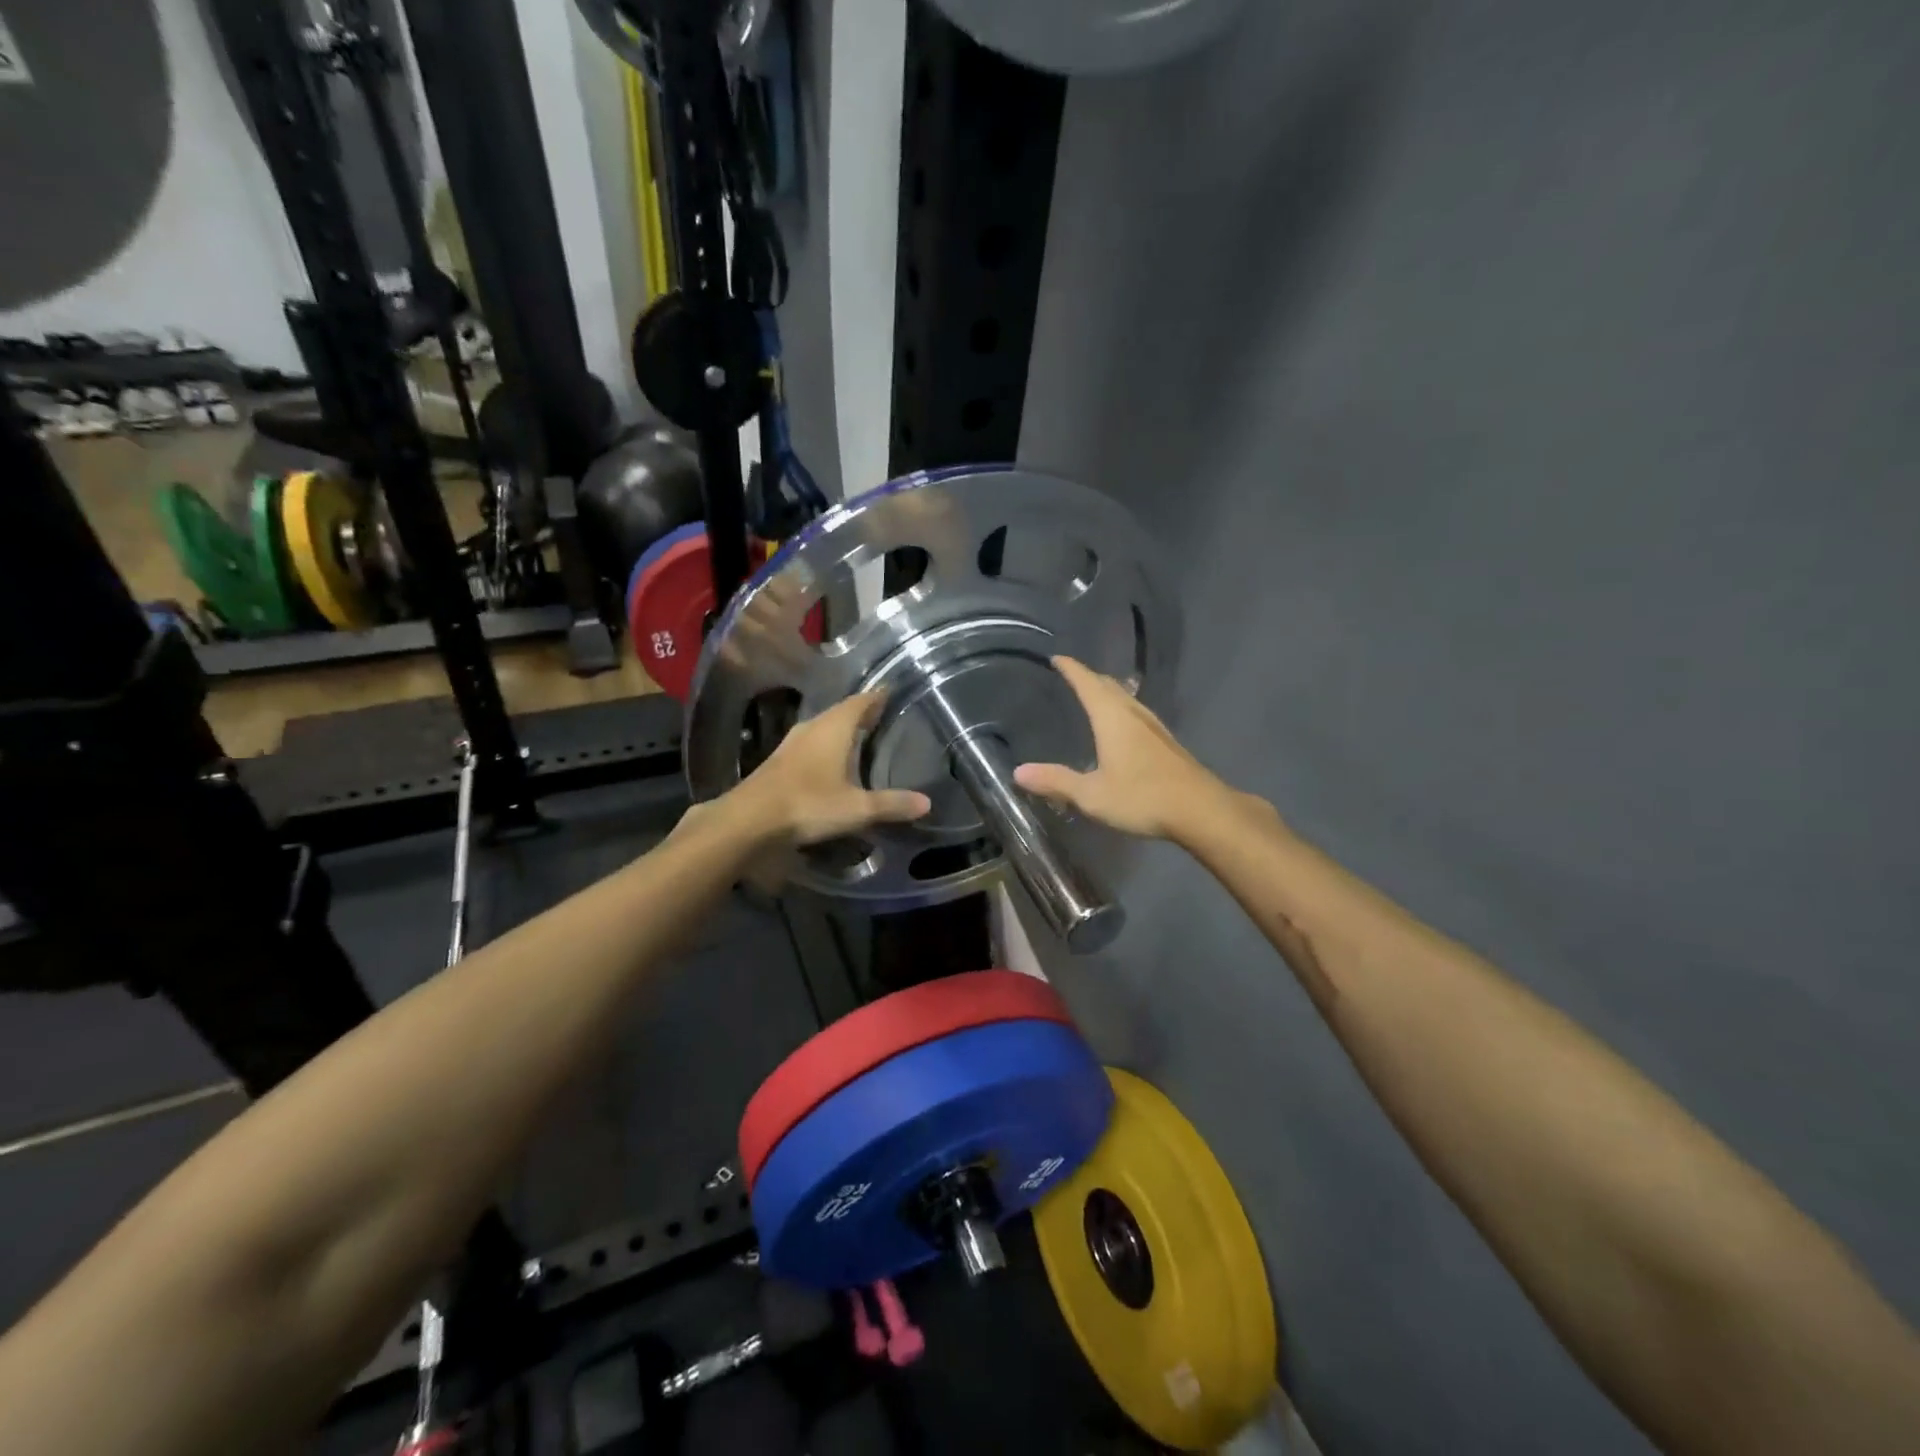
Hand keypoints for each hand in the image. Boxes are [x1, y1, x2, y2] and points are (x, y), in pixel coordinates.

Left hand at [725, 691, 930, 848]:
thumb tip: (927, 802)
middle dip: (862, 713)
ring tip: (861, 737)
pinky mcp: (779, 762)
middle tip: (883, 716)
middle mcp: (812, 727)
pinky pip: (810, 744)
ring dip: (841, 730)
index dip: (877, 696)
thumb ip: (891, 804)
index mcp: (834, 728)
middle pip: (841, 712)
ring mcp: (792, 743)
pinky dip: (826, 747)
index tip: (892, 691)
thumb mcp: (856, 808)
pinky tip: (832, 761)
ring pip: (823, 728)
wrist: (749, 821)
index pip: (861, 702)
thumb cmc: (808, 805)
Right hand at [1014, 656, 1229, 840]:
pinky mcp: (1167, 743)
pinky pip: (1137, 714)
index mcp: (1112, 718)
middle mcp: (1134, 714)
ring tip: (1094, 695)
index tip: (1058, 658)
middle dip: (1089, 677)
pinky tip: (1122, 726)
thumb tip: (1018, 772)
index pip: (1088, 683)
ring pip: (1127, 698)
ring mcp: (1154, 727)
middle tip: (1072, 675)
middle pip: (1109, 686)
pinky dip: (1121, 709)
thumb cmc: (1142, 797)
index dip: (1072, 669)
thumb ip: (1056, 781)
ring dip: (1108, 692)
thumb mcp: (1091, 795)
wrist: (1200, 810)